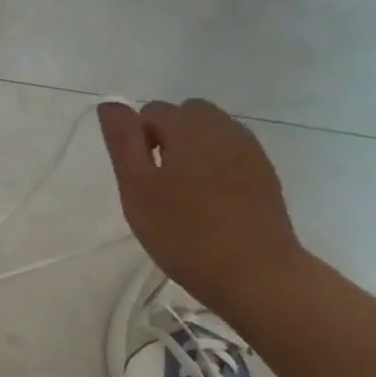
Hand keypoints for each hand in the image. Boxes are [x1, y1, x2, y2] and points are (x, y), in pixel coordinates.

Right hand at [97, 99, 302, 311]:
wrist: (254, 273)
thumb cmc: (183, 231)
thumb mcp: (137, 188)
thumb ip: (123, 142)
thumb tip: (110, 103)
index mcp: (190, 127)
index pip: (152, 112)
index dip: (137, 140)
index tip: (138, 179)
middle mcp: (225, 128)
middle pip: (186, 115)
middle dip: (166, 138)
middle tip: (157, 185)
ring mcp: (250, 151)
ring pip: (210, 134)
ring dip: (191, 152)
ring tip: (182, 195)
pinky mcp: (264, 174)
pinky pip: (230, 155)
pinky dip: (214, 167)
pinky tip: (209, 203)